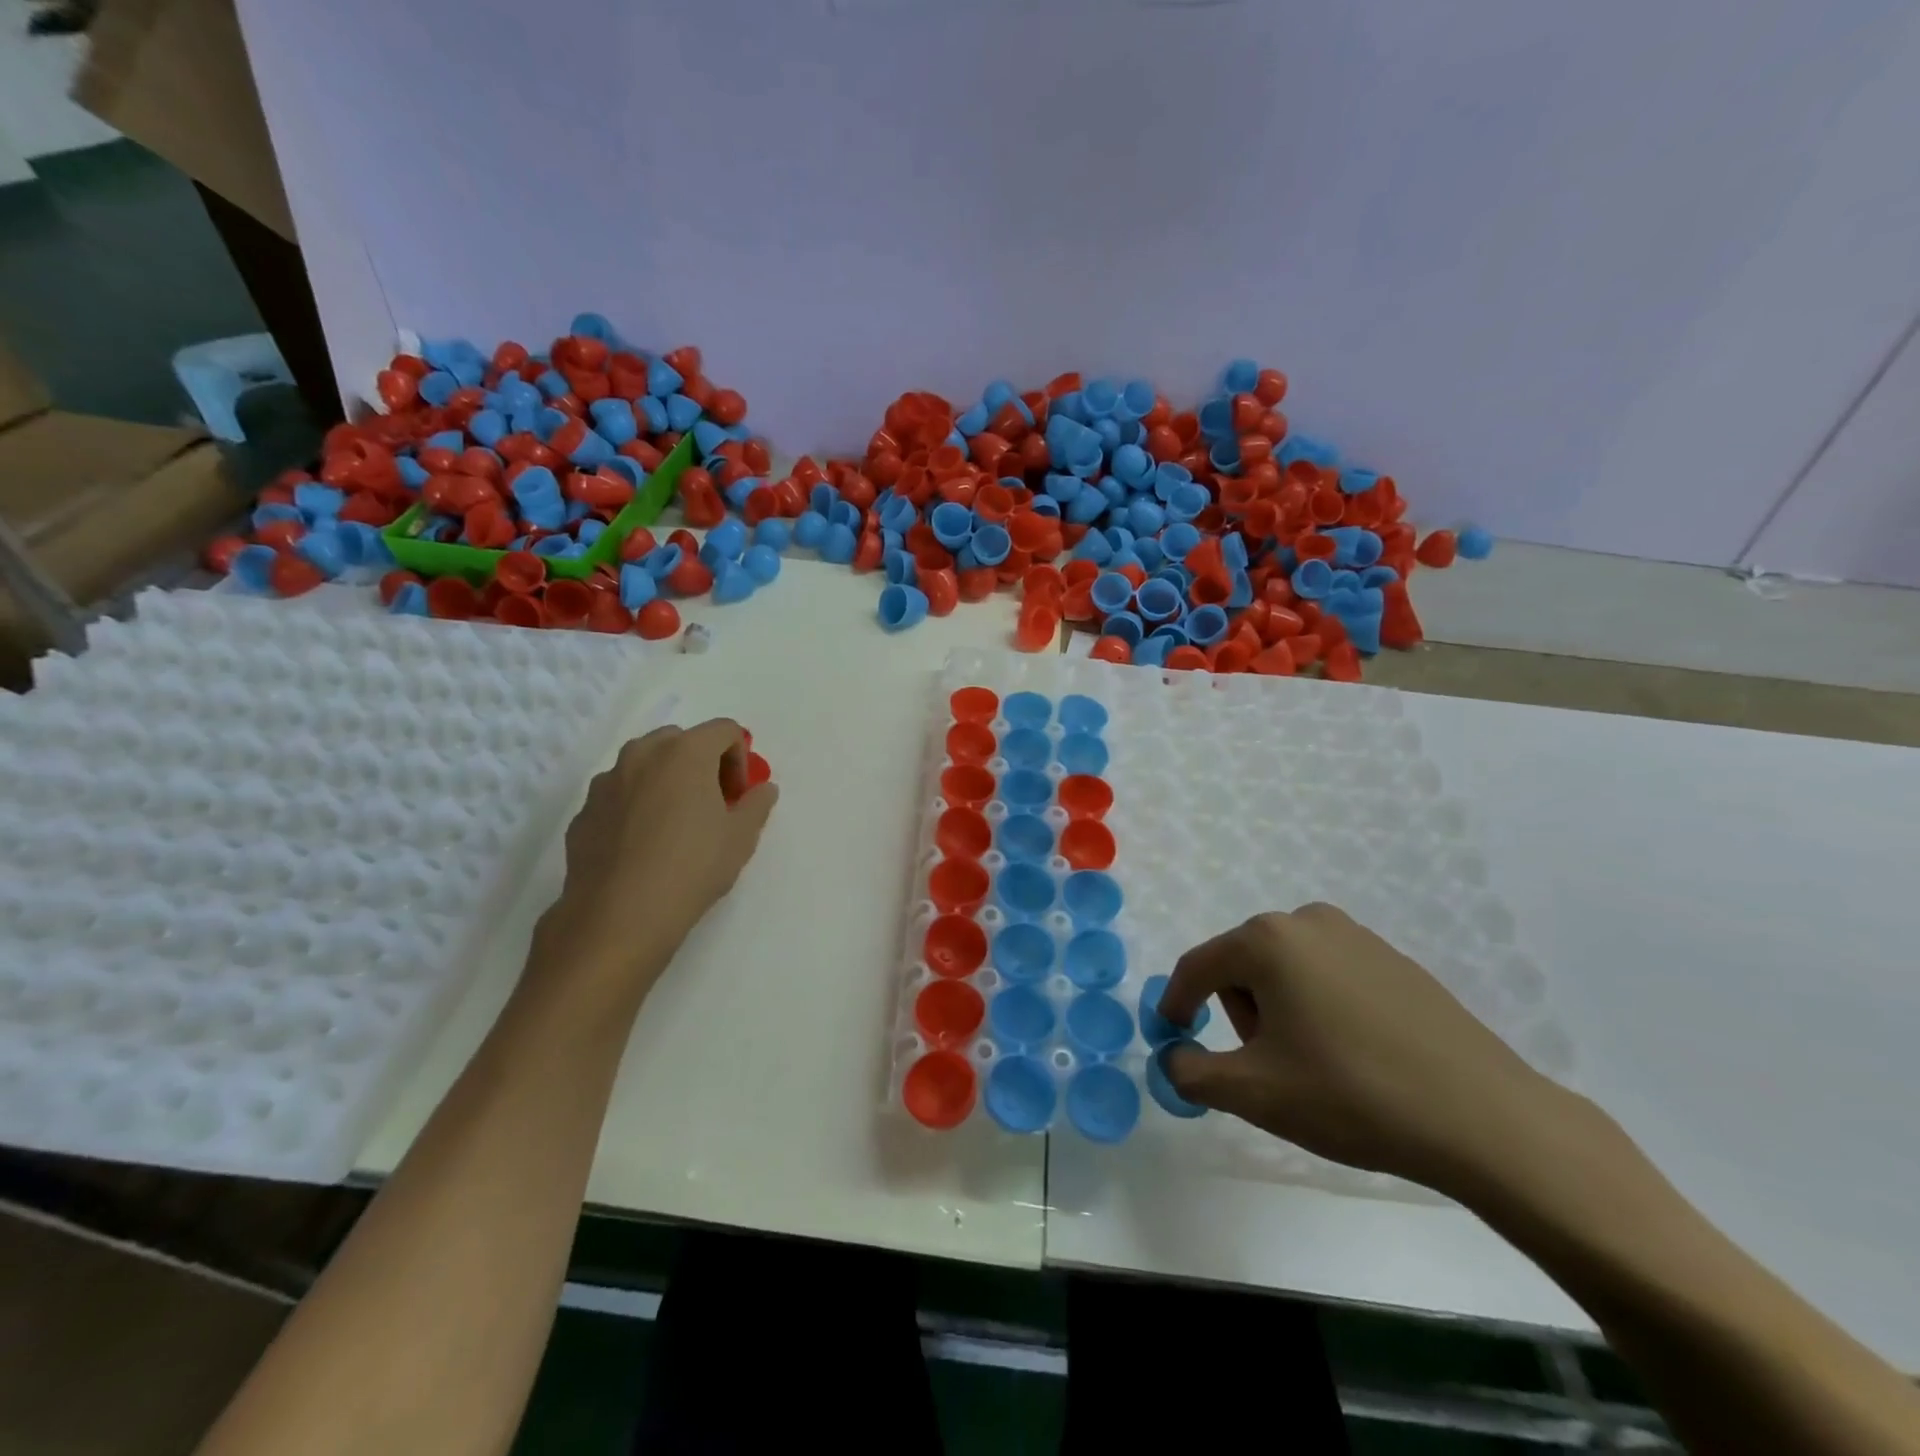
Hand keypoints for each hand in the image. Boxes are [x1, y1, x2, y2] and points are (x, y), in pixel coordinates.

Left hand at [530, 719, 777, 1001]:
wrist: (618, 917)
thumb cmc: (691, 868)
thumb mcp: (741, 838)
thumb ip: (757, 804)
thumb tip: (763, 789)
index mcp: (685, 752)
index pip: (725, 731)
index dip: (740, 759)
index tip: (738, 797)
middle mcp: (642, 755)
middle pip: (681, 740)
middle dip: (701, 764)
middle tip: (711, 804)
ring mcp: (606, 782)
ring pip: (644, 765)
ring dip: (666, 781)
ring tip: (675, 825)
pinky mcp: (584, 811)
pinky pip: (619, 794)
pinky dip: (636, 805)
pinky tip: (643, 847)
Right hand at [1158, 904, 1569, 1194]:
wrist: (1485, 1118)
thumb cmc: (1353, 1096)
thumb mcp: (1255, 1093)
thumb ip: (1193, 1072)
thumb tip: (1173, 1058)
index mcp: (1266, 940)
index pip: (1197, 967)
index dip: (1176, 1003)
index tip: (1173, 1038)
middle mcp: (1306, 921)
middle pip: (1242, 965)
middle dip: (1240, 1012)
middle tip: (1266, 1066)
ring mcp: (1356, 936)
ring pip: (1285, 969)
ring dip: (1279, 1009)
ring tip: (1313, 1064)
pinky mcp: (1393, 960)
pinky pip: (1328, 975)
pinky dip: (1320, 1007)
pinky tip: (1353, 1054)